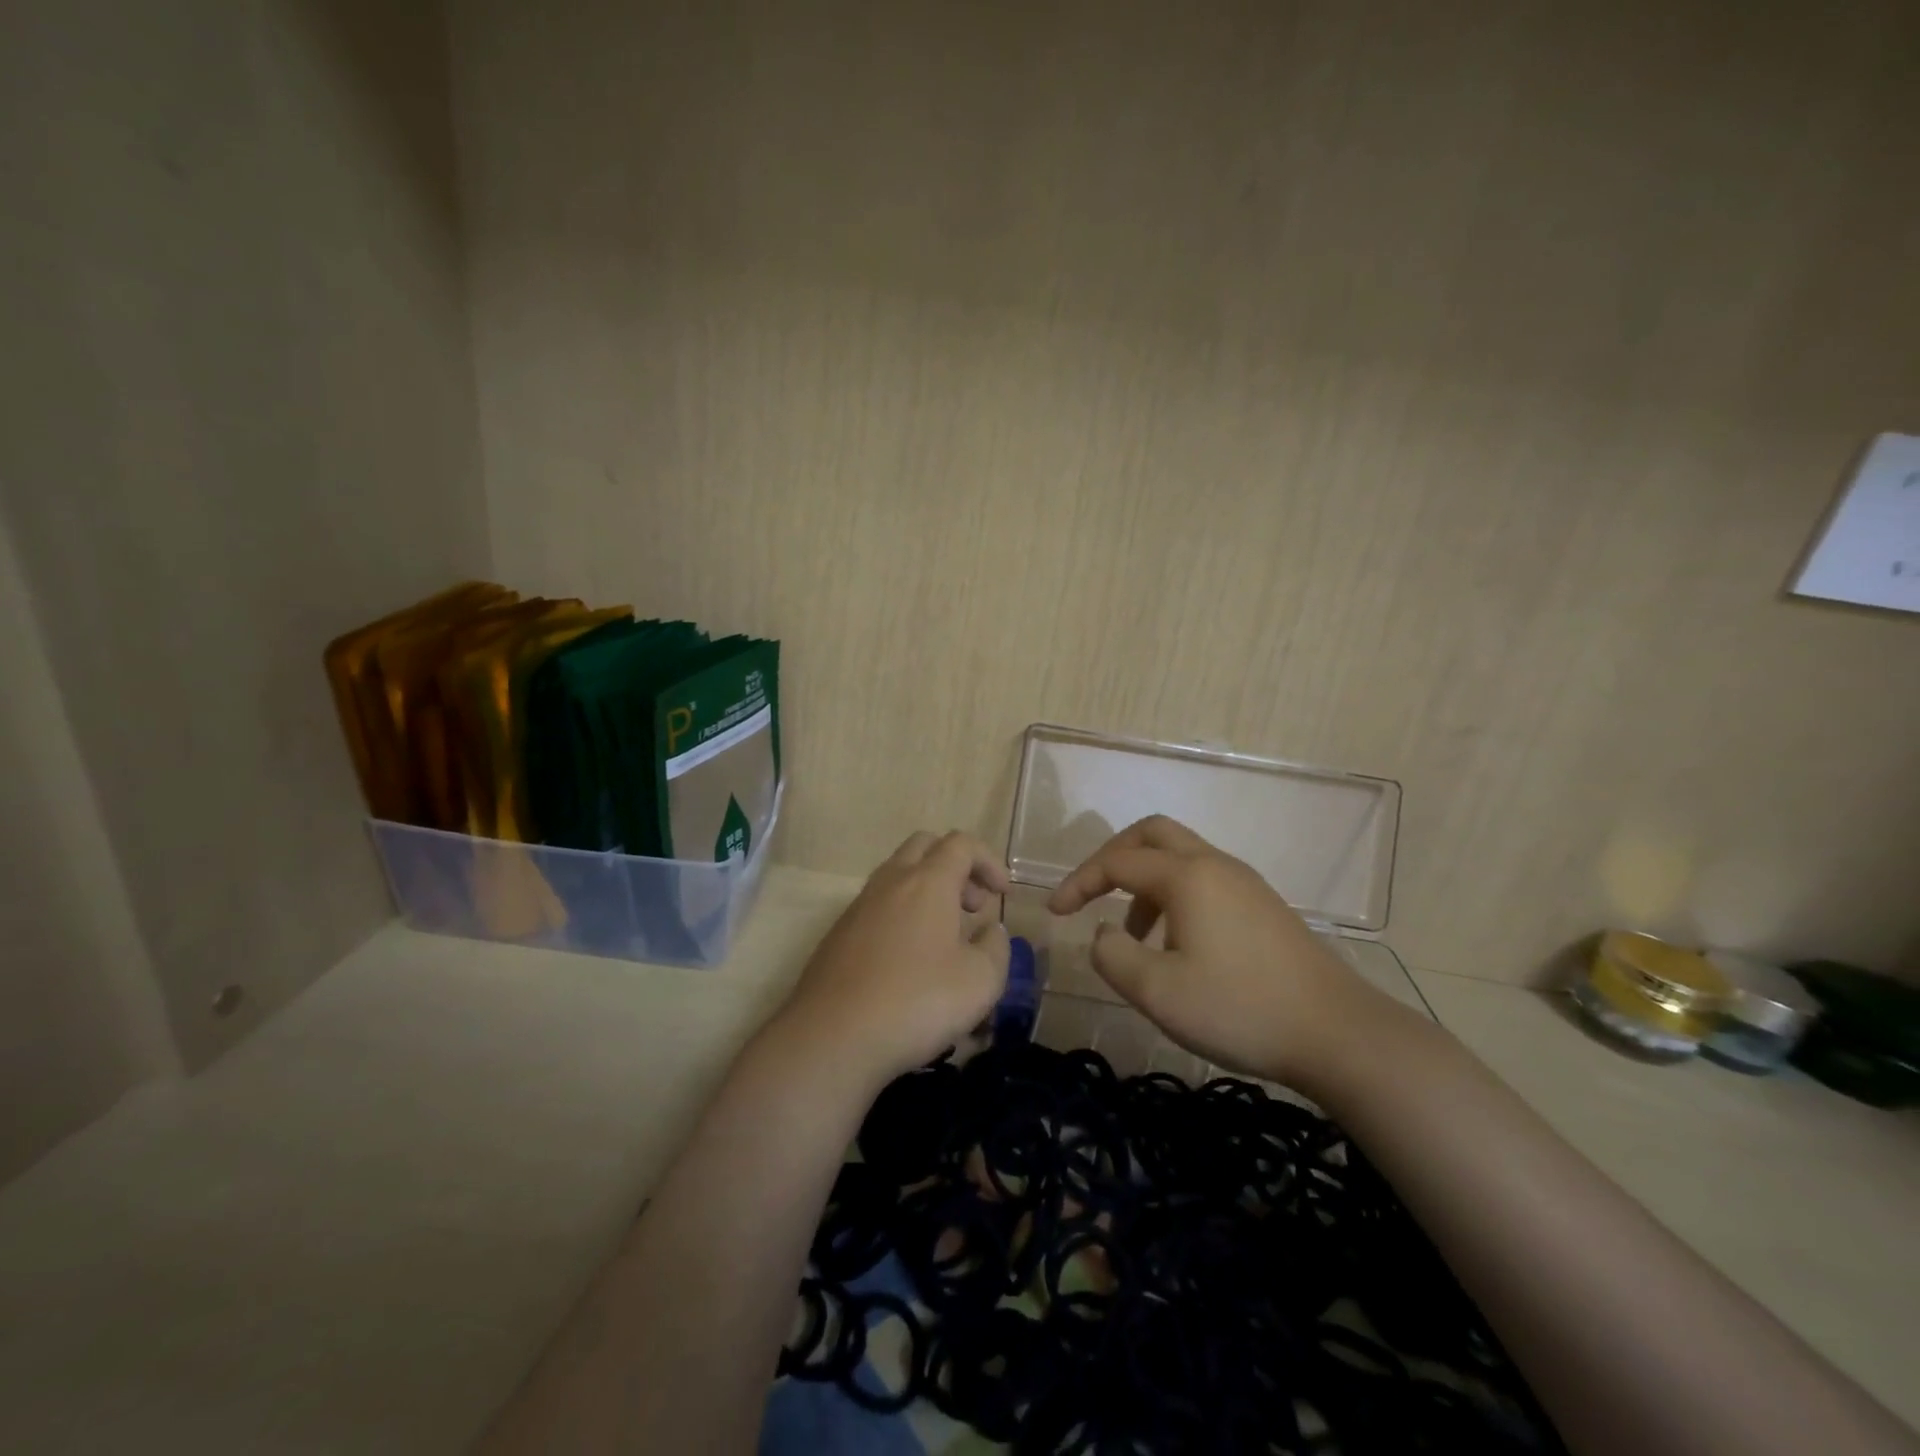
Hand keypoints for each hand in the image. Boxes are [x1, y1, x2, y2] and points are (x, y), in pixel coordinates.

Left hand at [777, 830, 1011, 1089]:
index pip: (961, 844)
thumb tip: (991, 931)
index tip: (1002, 893)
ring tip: (945, 937)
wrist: (832, 1037)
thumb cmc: (916, 1002)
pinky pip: (878, 906)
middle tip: (972, 906)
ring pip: (897, 875)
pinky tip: (909, 961)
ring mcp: (859, 907)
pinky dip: (902, 915)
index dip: (988, 860)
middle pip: (924, 846)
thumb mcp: (980, 981)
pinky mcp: (839, 934)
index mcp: (928, 882)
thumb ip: (995, 948)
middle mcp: (890, 882)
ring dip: (927, 891)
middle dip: (955, 867)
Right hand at [1047, 815, 1383, 1086]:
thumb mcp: (1157, 991)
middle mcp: (1215, 864)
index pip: (1116, 861)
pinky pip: (1205, 879)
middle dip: (1113, 857)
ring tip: (1135, 936)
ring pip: (1181, 856)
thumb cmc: (1239, 1008)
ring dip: (1145, 881)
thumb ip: (1112, 956)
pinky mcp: (1264, 906)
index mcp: (1186, 876)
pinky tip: (1178, 945)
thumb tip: (1103, 933)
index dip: (1078, 882)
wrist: (1338, 1033)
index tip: (1054, 912)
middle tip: (1092, 892)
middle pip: (1152, 834)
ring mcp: (1245, 882)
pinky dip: (1175, 895)